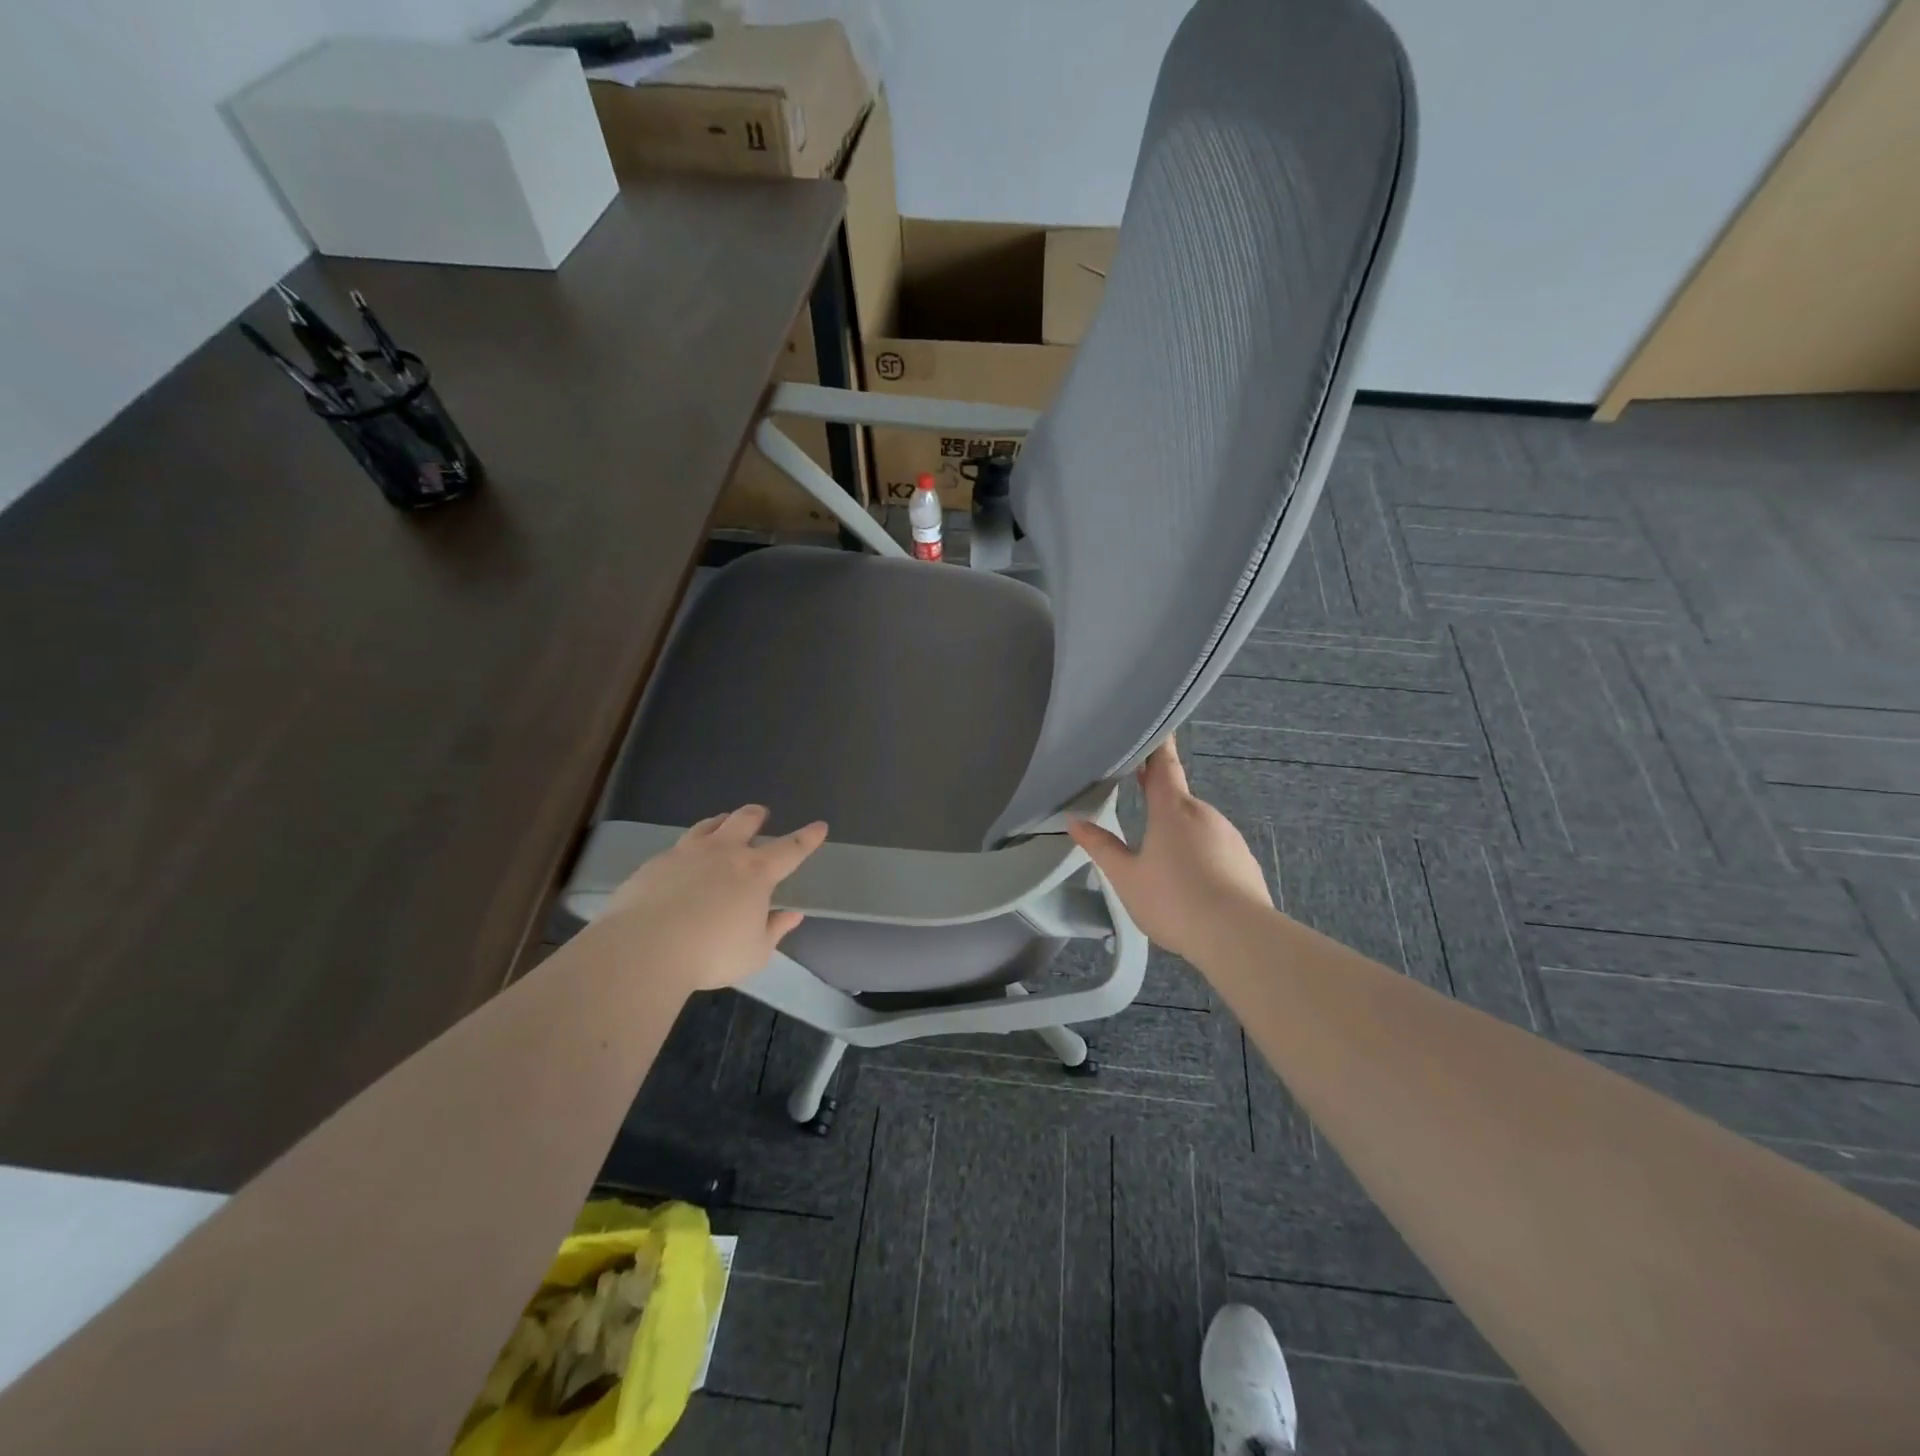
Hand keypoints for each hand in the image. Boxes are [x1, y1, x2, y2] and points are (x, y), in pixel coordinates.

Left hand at [599, 806, 827, 991]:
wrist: (645, 948)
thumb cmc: (711, 954)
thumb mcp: (754, 953)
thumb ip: (774, 930)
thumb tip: (792, 915)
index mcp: (756, 873)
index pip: (790, 849)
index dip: (807, 837)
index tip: (820, 826)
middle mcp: (724, 853)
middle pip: (744, 821)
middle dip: (756, 815)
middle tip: (761, 814)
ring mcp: (687, 853)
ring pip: (708, 826)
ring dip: (720, 822)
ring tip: (722, 823)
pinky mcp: (655, 863)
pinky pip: (677, 847)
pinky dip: (688, 848)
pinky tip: (681, 861)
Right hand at [1067, 737, 1271, 962]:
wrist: (1239, 936)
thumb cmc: (1174, 900)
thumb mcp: (1126, 877)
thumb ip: (1101, 847)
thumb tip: (1074, 821)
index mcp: (1172, 809)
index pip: (1164, 765)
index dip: (1157, 746)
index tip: (1155, 728)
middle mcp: (1203, 813)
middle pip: (1178, 796)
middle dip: (1159, 796)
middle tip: (1136, 795)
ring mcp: (1228, 836)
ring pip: (1196, 824)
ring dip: (1178, 830)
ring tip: (1160, 857)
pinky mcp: (1244, 860)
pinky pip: (1214, 847)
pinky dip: (1199, 853)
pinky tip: (1190, 880)